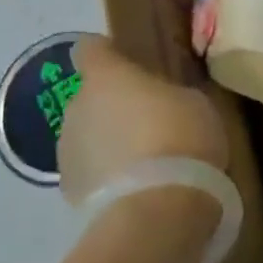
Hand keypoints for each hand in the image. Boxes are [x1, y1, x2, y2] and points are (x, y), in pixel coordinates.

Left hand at [56, 35, 229, 208]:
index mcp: (106, 76)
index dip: (108, 54)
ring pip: (87, 135)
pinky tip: (135, 191)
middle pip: (90, 96)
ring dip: (107, 142)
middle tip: (149, 121)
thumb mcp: (195, 104)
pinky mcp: (69, 191)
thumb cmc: (181, 140)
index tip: (129, 64)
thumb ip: (169, 95)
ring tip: (143, 163)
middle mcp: (76, 106)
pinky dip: (106, 176)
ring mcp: (66, 150)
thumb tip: (161, 102)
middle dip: (113, 105)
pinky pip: (89, 171)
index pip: (91, 49)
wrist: (156, 213)